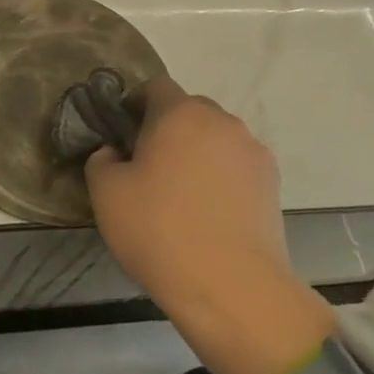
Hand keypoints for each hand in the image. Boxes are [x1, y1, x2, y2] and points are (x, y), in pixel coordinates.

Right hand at [87, 77, 335, 373]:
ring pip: (215, 139)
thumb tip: (114, 152)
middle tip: (148, 168)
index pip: (155, 86)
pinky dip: (220, 178)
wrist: (232, 286)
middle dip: (167, 129)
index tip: (122, 136)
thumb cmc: (159, 231)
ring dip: (197, 154)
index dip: (135, 104)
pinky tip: (209, 214)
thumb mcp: (106, 194)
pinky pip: (236, 166)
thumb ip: (100, 160)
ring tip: (182, 196)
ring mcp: (253, 151)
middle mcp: (222, 121)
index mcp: (180, 114)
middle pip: (189, 111)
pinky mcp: (272, 183)